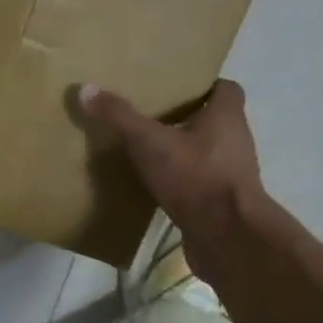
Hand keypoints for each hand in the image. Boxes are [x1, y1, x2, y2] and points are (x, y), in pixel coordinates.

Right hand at [78, 80, 277, 274]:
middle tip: (153, 118)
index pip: (225, 89)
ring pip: (207, 153)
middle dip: (187, 119)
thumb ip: (120, 117)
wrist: (226, 235)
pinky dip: (182, 183)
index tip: (175, 89)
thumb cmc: (195, 177)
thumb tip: (86, 89)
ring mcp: (231, 174)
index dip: (203, 86)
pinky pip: (200, 184)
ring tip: (149, 152)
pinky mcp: (222, 203)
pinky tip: (156, 187)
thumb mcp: (150, 143)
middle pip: (214, 121)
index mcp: (227, 116)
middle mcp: (236, 140)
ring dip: (184, 152)